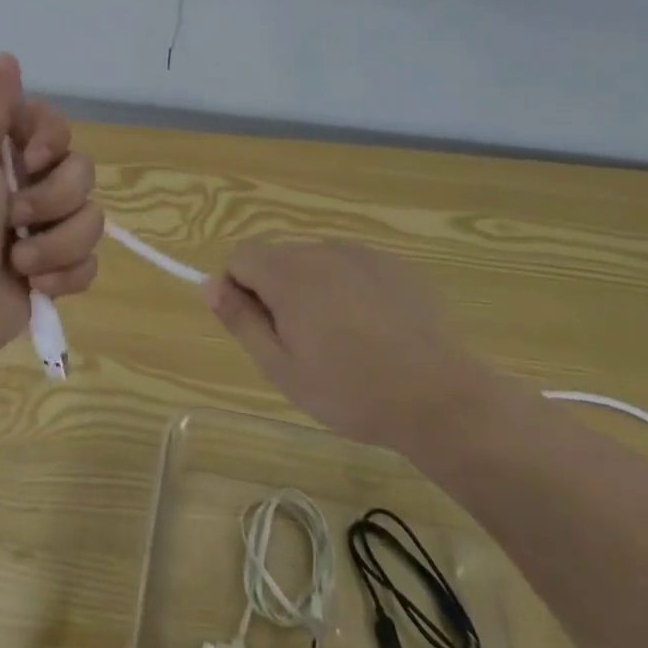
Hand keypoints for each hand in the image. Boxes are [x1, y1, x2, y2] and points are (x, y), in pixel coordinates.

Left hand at [0, 54, 102, 396]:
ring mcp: (37, 233)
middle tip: (12, 215)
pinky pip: (88, 264)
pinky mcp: (49, 277)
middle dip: (54, 197)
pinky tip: (35, 287)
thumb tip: (7, 55)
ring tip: (19, 262)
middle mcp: (20, 187)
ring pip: (91, 219)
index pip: (53, 125)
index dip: (53, 139)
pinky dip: (66, 275)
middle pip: (81, 171)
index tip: (30, 157)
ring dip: (57, 242)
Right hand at [206, 240, 499, 452]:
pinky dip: (348, 289)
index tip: (260, 329)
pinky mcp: (393, 265)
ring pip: (315, 262)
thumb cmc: (349, 390)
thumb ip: (240, 319)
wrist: (438, 397)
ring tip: (341, 340)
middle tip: (301, 344)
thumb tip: (209, 284)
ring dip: (313, 290)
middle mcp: (321, 250)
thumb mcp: (281, 366)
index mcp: (288, 273)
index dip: (239, 290)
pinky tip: (372, 329)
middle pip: (278, 258)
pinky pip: (352, 267)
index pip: (241, 257)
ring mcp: (361, 254)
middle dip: (277, 291)